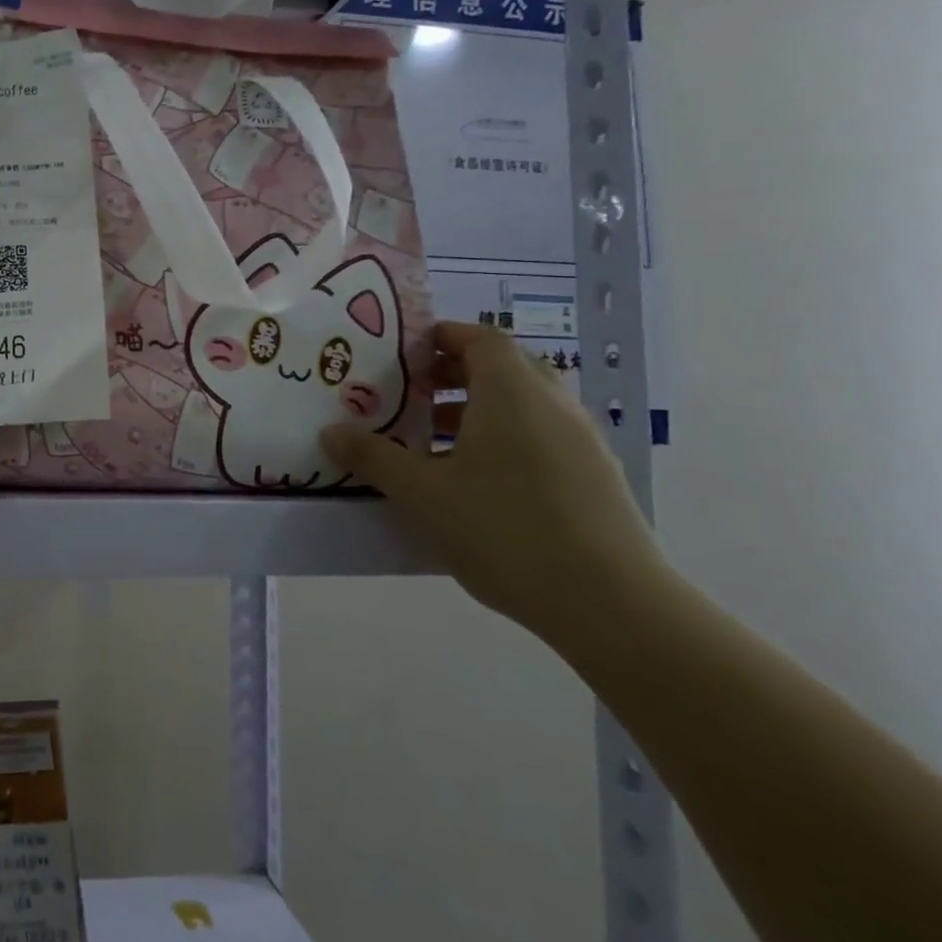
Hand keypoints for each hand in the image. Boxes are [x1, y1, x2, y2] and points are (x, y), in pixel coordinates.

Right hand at [322, 322, 669, 643]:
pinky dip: (507, 439)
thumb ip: (373, 458)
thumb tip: (331, 433)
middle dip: (457, 374)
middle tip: (414, 394)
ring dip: (480, 409)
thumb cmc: (503, 529)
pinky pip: (543, 436)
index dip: (442, 336)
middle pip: (505, 367)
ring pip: (526, 404)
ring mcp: (582, 441)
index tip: (405, 353)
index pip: (480, 338)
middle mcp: (552, 404)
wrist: (610, 604)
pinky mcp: (596, 478)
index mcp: (511, 392)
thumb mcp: (421, 493)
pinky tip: (477, 482)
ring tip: (436, 440)